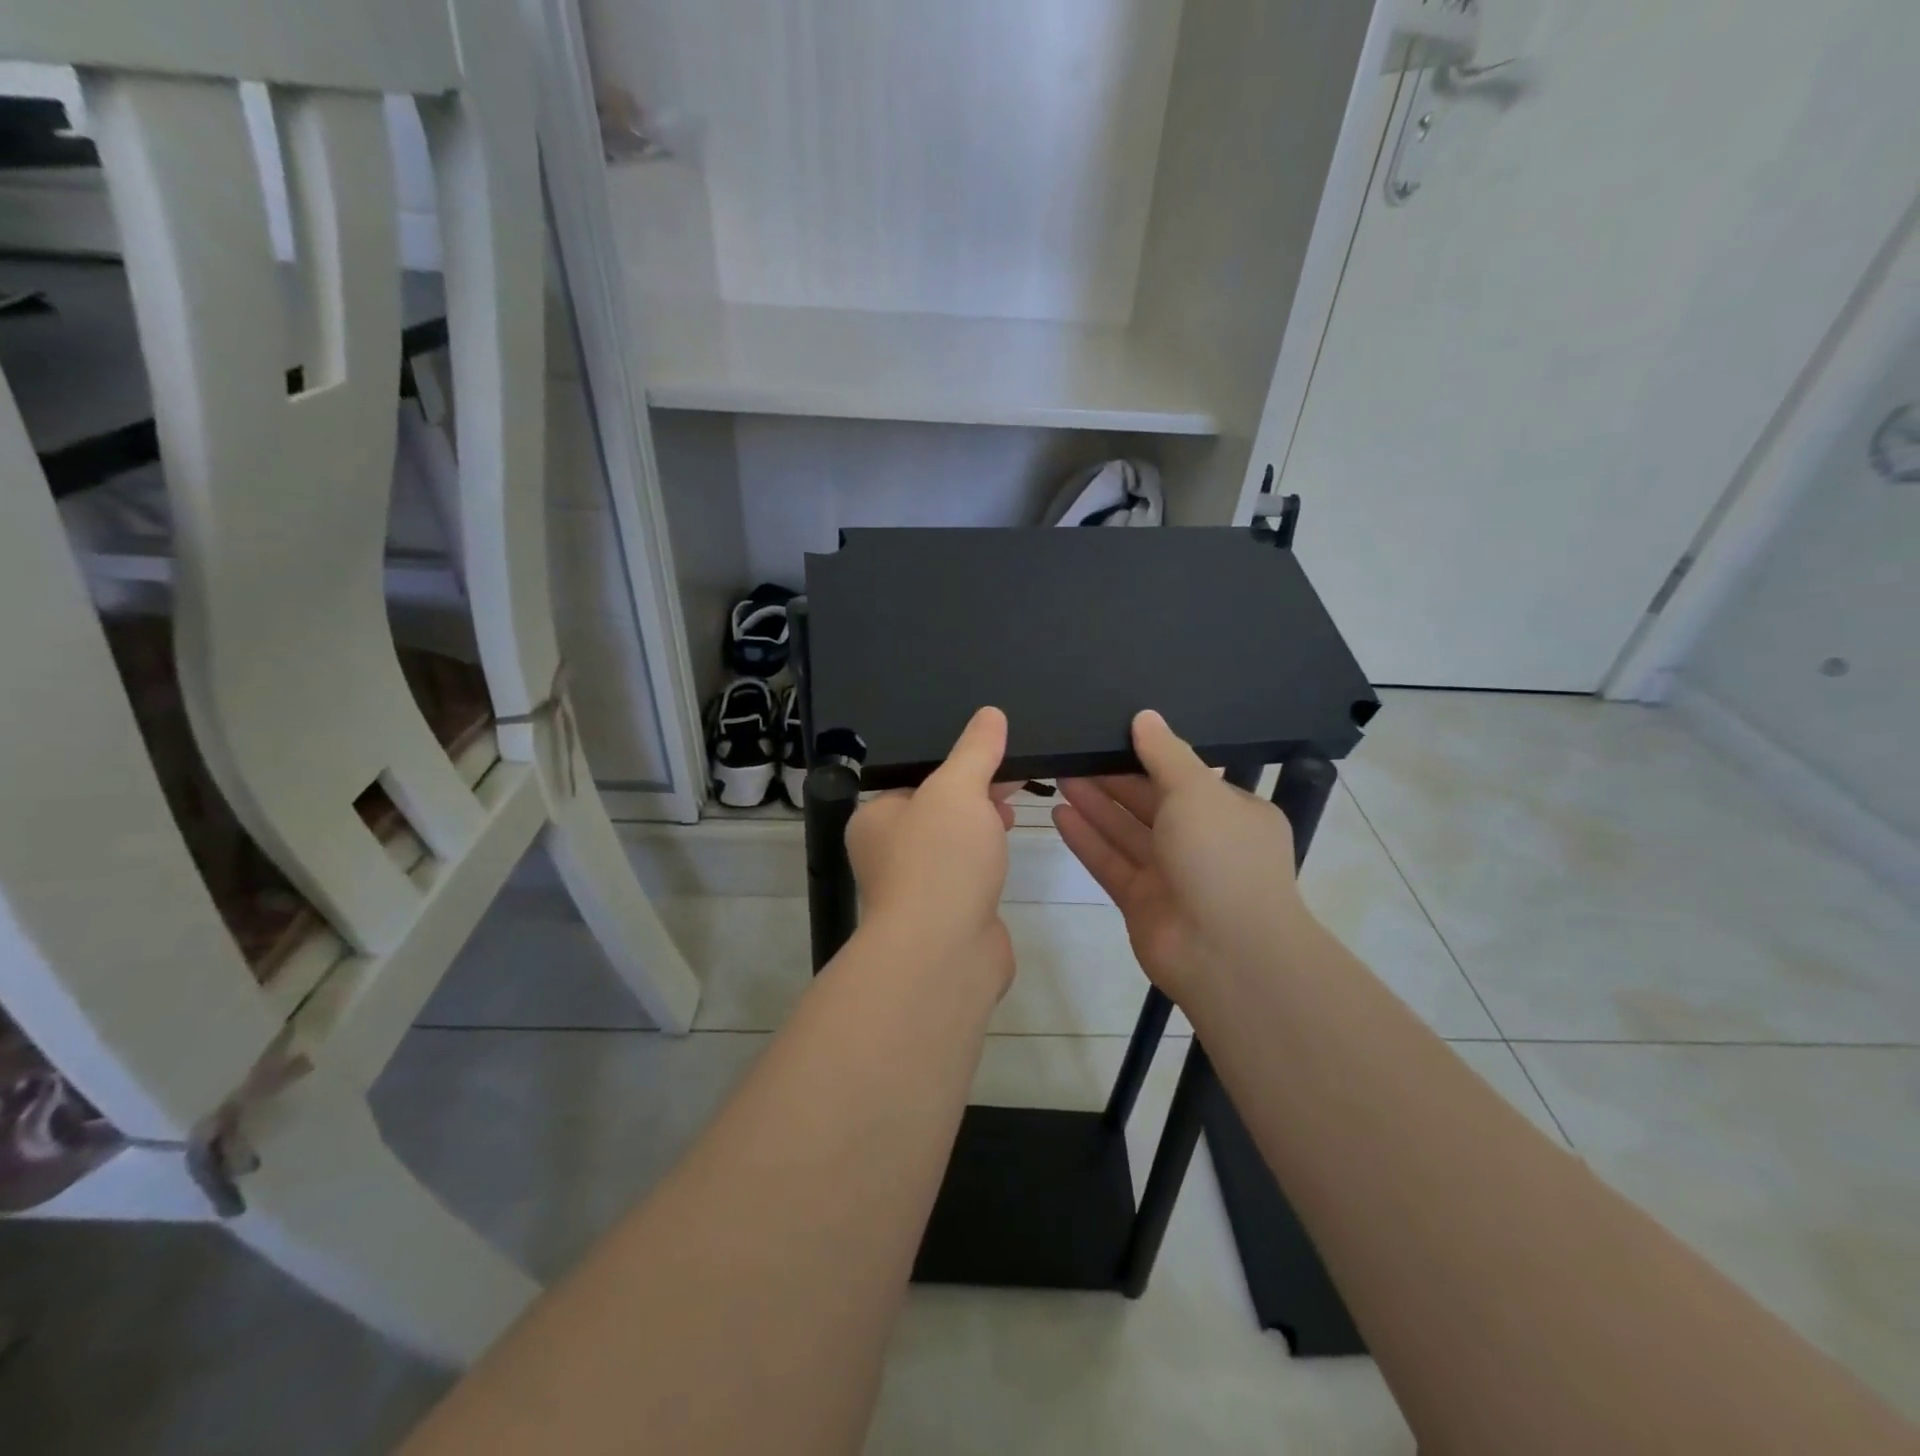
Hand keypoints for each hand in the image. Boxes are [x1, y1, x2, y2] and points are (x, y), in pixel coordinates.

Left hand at [846, 707, 1019, 991]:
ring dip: (981, 829)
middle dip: (974, 795)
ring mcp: (917, 889)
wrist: (944, 953)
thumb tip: (990, 714)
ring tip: (1014, 812)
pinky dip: (986, 863)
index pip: (915, 780)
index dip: (956, 765)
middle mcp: (887, 854)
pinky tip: (1006, 857)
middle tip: (1014, 779)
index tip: (994, 754)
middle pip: (937, 812)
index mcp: (875, 820)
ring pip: (953, 846)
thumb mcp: (957, 789)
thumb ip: (975, 750)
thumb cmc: (939, 859)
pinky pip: (968, 877)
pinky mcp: (946, 917)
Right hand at [1054, 711, 1310, 1005]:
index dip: (1147, 755)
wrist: (1227, 954)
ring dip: (1095, 805)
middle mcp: (1203, 842)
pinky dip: (1087, 839)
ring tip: (1058, 774)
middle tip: (1072, 752)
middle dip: (1112, 779)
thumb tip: (1145, 716)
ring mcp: (1172, 875)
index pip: (1185, 776)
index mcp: (1231, 812)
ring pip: (1126, 832)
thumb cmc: (1221, 858)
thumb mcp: (1197, 792)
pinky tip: (1058, 815)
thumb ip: (1166, 753)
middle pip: (1150, 802)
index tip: (1110, 734)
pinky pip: (1111, 862)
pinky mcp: (1142, 902)